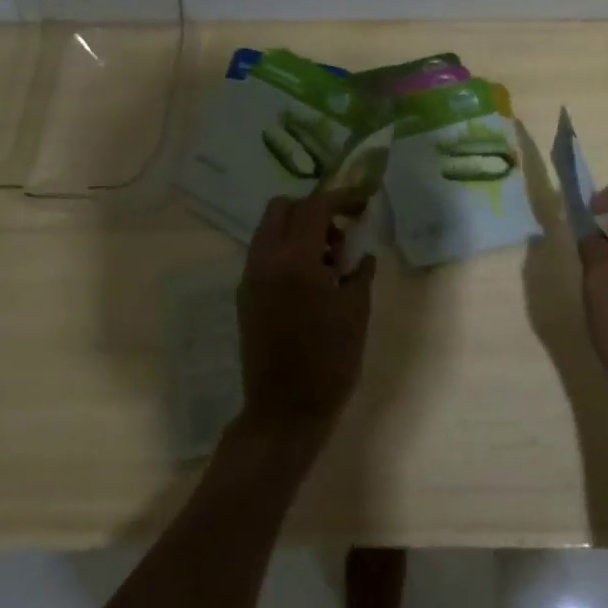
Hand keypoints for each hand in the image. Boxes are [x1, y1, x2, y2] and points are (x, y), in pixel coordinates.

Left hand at [237, 192, 378, 441]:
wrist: (285, 409)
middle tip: (340, 231)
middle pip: (281, 209)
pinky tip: (312, 280)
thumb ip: (359, 271)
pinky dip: (286, 251)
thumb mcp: (356, 311)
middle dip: (312, 209)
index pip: (313, 207)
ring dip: (298, 230)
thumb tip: (361, 253)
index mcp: (295, 260)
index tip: (362, 204)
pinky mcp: (246, 297)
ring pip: (269, 231)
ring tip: (330, 260)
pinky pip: (264, 255)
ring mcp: (250, 279)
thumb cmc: (330, 359)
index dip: (340, 198)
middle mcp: (265, 261)